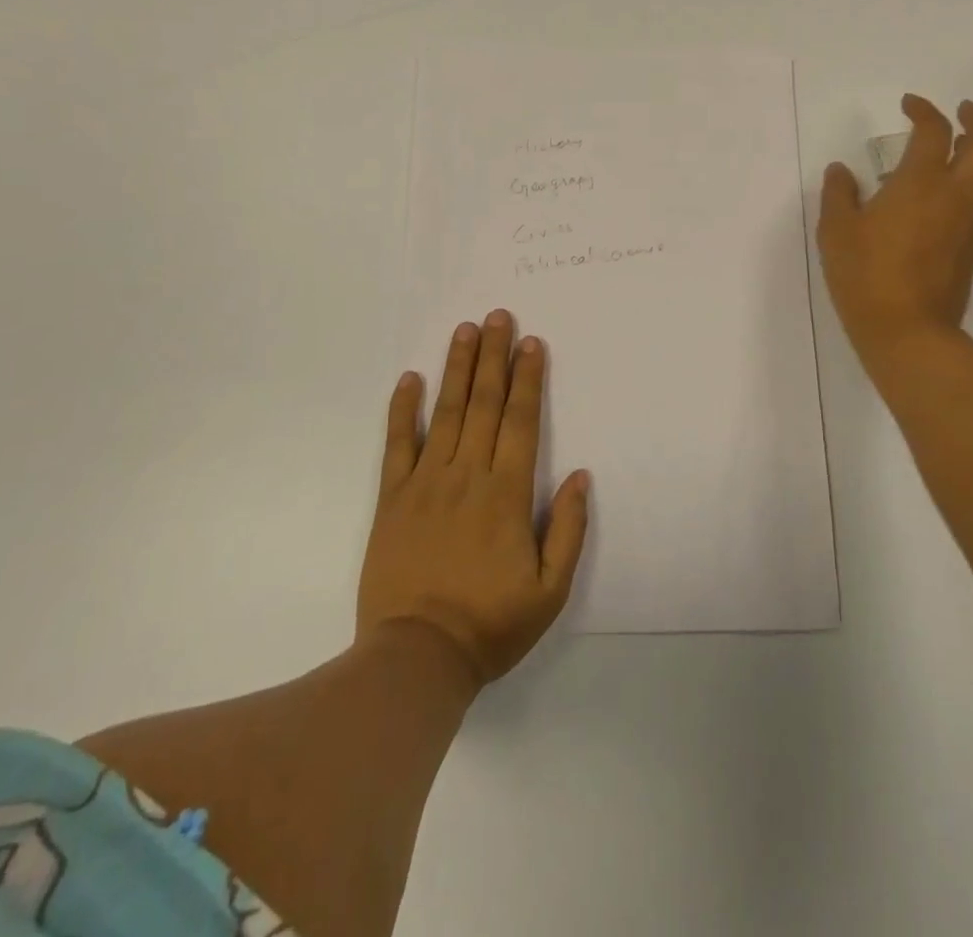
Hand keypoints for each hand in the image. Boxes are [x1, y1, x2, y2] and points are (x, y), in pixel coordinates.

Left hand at [357, 311, 591, 687]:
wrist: (416, 657)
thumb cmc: (491, 624)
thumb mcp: (550, 590)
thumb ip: (568, 529)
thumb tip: (579, 476)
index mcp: (507, 493)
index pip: (521, 421)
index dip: (527, 379)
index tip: (530, 343)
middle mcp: (468, 475)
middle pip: (484, 404)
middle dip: (493, 357)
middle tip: (498, 316)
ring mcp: (426, 482)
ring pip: (446, 412)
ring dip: (457, 368)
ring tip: (464, 330)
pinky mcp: (392, 498)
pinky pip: (398, 444)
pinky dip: (403, 409)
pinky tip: (409, 378)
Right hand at [818, 95, 972, 360]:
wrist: (906, 328)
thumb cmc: (864, 273)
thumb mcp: (836, 230)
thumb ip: (839, 193)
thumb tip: (842, 170)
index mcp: (921, 182)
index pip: (933, 131)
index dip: (924, 110)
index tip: (909, 104)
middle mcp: (957, 194)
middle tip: (962, 110)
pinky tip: (967, 189)